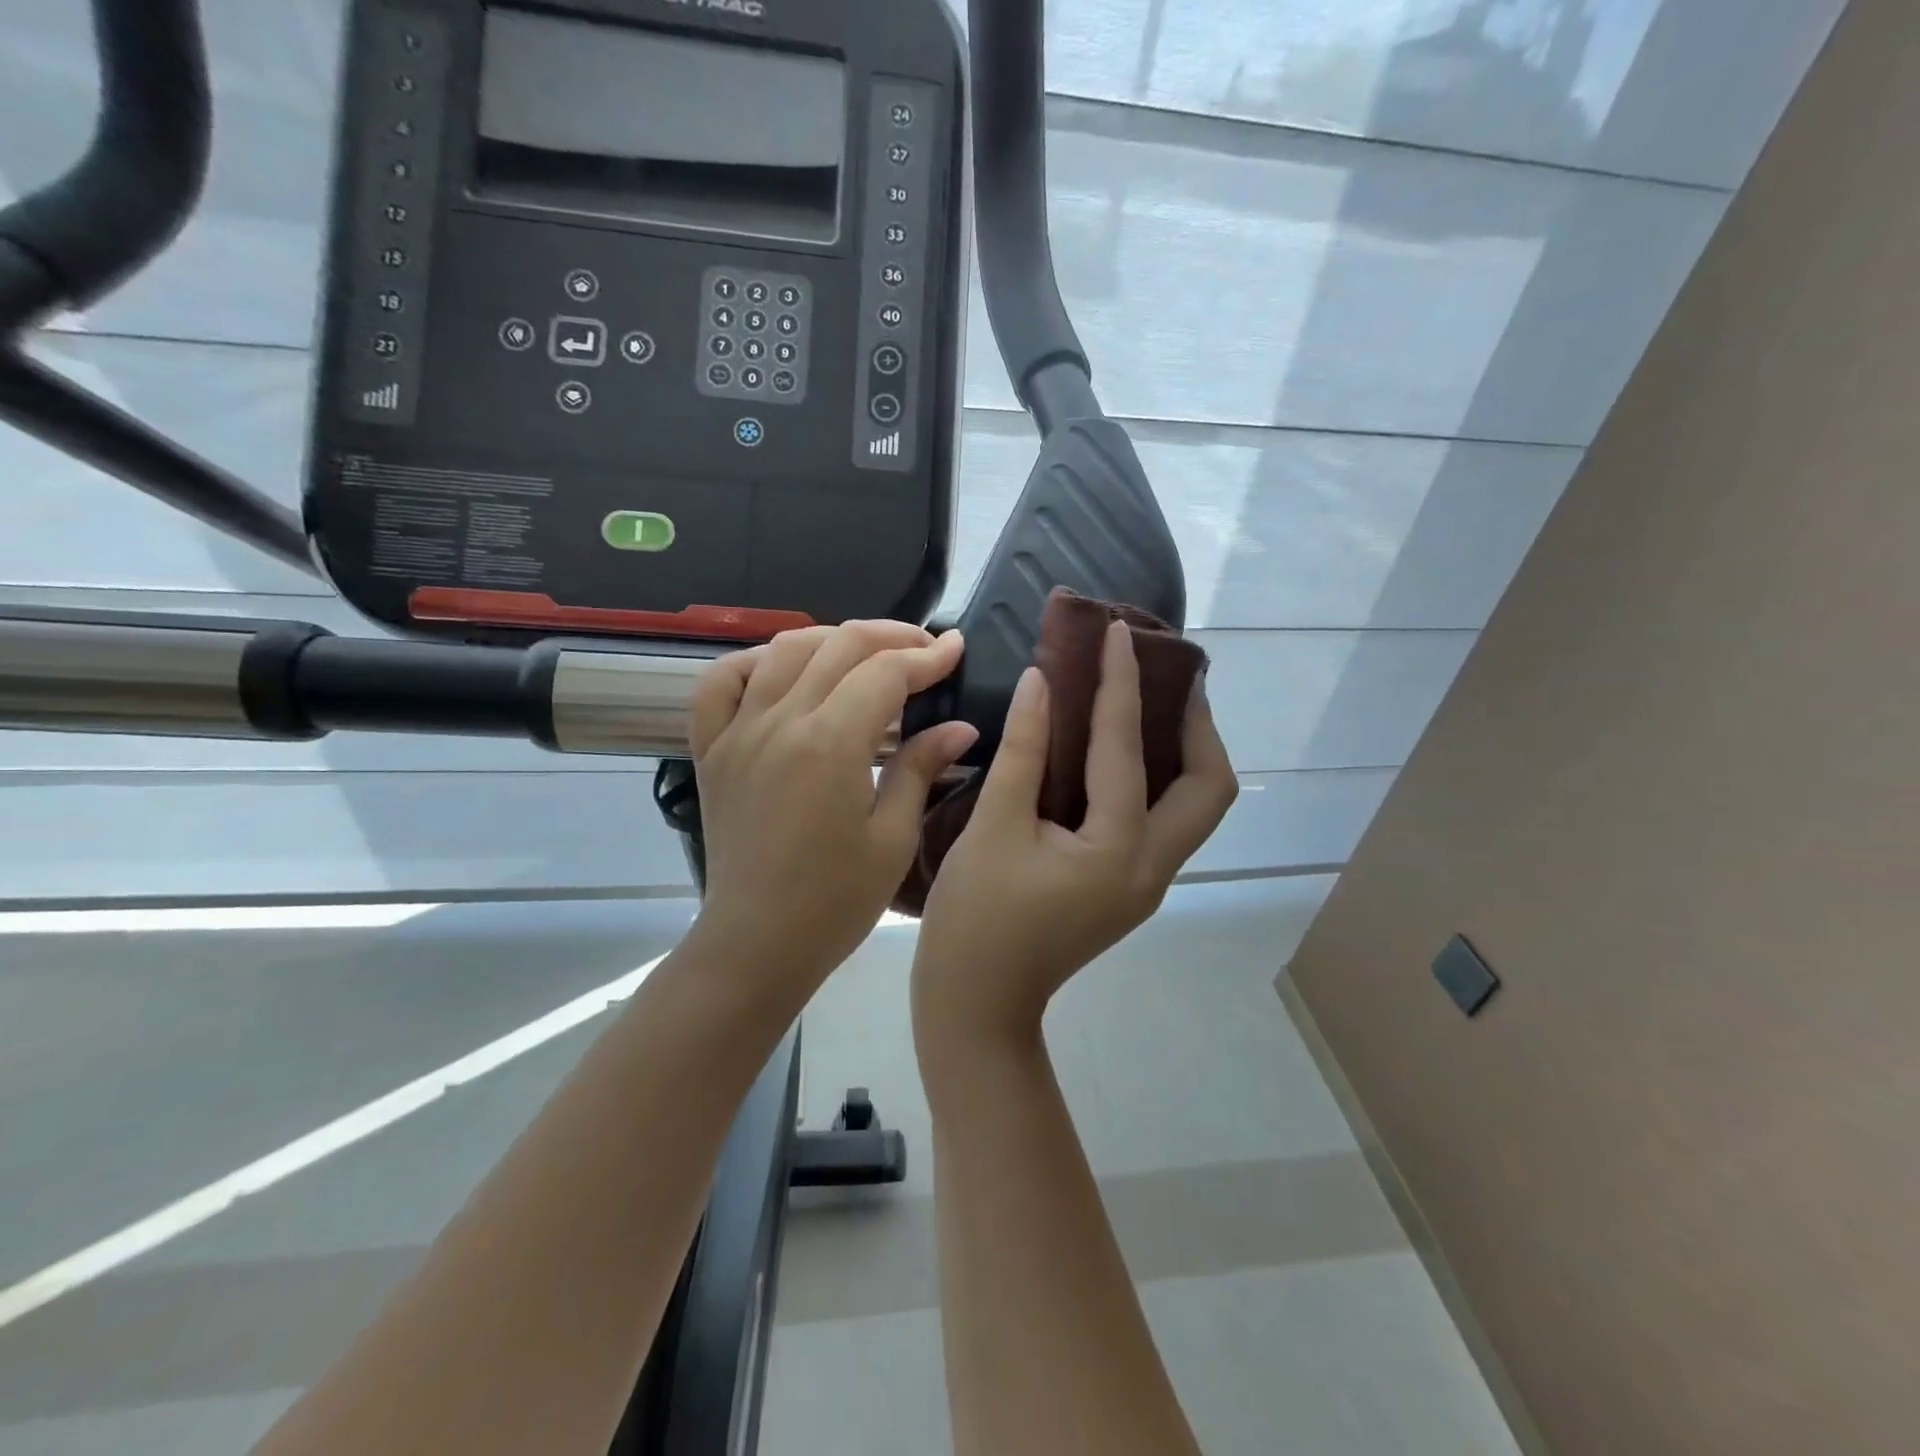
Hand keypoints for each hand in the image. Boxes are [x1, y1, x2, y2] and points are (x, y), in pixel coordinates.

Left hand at [687, 621, 976, 993]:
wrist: (757, 943)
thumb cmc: (835, 901)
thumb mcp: (893, 838)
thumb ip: (921, 768)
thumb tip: (960, 726)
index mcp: (831, 743)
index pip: (885, 672)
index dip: (927, 656)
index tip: (956, 649)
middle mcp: (780, 721)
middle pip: (838, 646)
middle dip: (890, 636)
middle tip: (923, 648)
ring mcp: (738, 732)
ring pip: (782, 650)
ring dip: (831, 639)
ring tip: (865, 654)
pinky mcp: (711, 750)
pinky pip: (720, 684)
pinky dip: (752, 662)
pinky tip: (781, 670)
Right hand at [912, 621, 1237, 1048]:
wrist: (978, 1004)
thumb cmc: (976, 918)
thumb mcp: (993, 826)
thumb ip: (1024, 750)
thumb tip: (1043, 683)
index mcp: (1118, 850)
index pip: (1127, 747)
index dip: (1121, 683)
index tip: (1119, 632)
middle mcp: (1151, 867)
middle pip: (1208, 788)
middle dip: (1197, 725)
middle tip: (1168, 678)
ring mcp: (1146, 883)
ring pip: (1193, 808)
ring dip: (1184, 753)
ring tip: (1153, 705)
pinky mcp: (1129, 889)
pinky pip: (1162, 822)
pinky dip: (1155, 780)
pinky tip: (1118, 756)